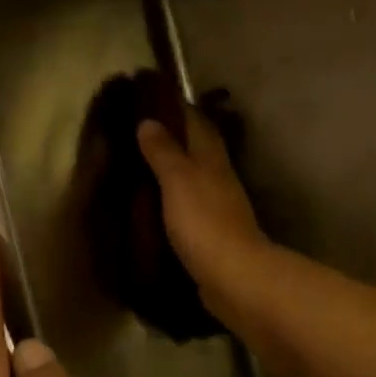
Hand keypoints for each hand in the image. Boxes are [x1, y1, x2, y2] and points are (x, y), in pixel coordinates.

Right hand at [136, 107, 270, 297]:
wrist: (233, 278)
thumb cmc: (204, 222)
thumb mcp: (178, 180)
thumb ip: (164, 151)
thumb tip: (150, 121)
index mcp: (212, 159)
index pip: (198, 123)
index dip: (179, 108)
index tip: (154, 98)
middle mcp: (219, 179)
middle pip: (199, 150)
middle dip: (176, 138)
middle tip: (141, 133)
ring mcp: (219, 209)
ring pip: (195, 180)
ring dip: (175, 171)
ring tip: (143, 167)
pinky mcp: (212, 236)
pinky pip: (190, 209)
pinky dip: (175, 202)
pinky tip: (157, 206)